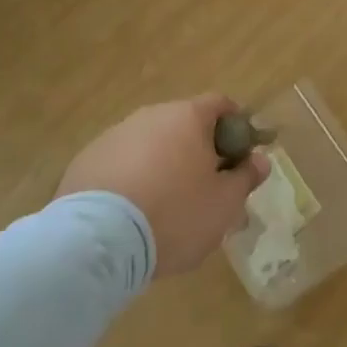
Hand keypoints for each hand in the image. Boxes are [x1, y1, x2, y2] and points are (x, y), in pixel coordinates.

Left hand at [57, 94, 268, 276]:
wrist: (97, 242)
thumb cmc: (174, 215)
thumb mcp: (224, 204)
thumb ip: (246, 177)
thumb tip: (260, 159)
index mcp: (188, 117)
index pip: (220, 104)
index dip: (235, 126)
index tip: (240, 155)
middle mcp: (151, 115)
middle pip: (183, 124)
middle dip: (198, 150)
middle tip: (205, 187)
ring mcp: (115, 135)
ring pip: (150, 144)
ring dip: (162, 164)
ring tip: (165, 206)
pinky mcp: (86, 160)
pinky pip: (120, 163)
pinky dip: (131, 179)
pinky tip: (131, 214)